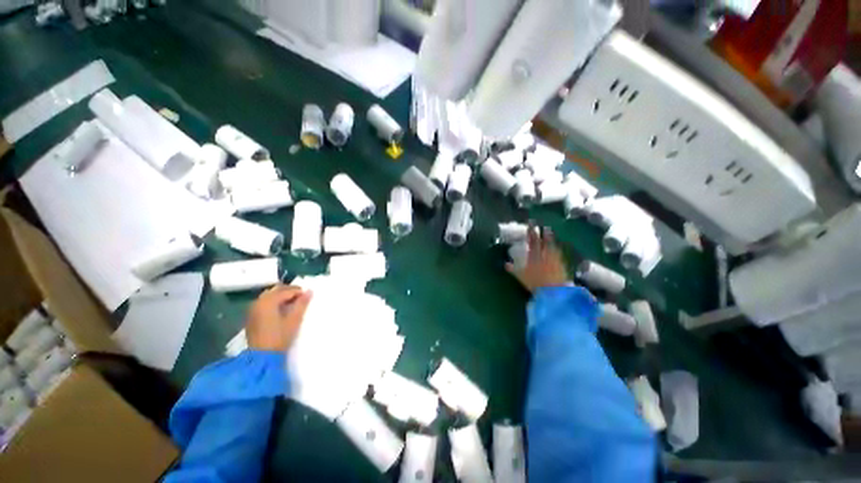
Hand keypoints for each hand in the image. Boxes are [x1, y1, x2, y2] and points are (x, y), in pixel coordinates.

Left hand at [245, 285, 312, 351]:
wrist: (261, 357)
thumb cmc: (280, 337)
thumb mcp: (294, 320)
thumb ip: (302, 304)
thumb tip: (310, 291)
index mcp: (269, 301)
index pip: (287, 290)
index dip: (299, 291)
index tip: (308, 296)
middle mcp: (259, 302)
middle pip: (276, 290)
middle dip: (289, 291)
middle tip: (301, 298)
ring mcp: (253, 309)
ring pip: (269, 295)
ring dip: (281, 296)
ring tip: (292, 304)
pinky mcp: (251, 316)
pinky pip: (264, 302)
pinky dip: (274, 302)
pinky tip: (281, 310)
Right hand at [505, 224, 570, 292]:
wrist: (553, 291)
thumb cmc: (535, 283)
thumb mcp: (521, 276)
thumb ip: (513, 269)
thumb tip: (505, 264)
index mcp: (534, 255)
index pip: (532, 240)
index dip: (531, 232)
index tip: (531, 224)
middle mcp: (545, 254)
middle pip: (544, 241)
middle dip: (543, 233)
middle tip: (544, 226)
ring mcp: (555, 259)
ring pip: (552, 246)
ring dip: (551, 239)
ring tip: (550, 234)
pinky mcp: (562, 264)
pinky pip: (558, 253)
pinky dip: (556, 249)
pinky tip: (556, 248)